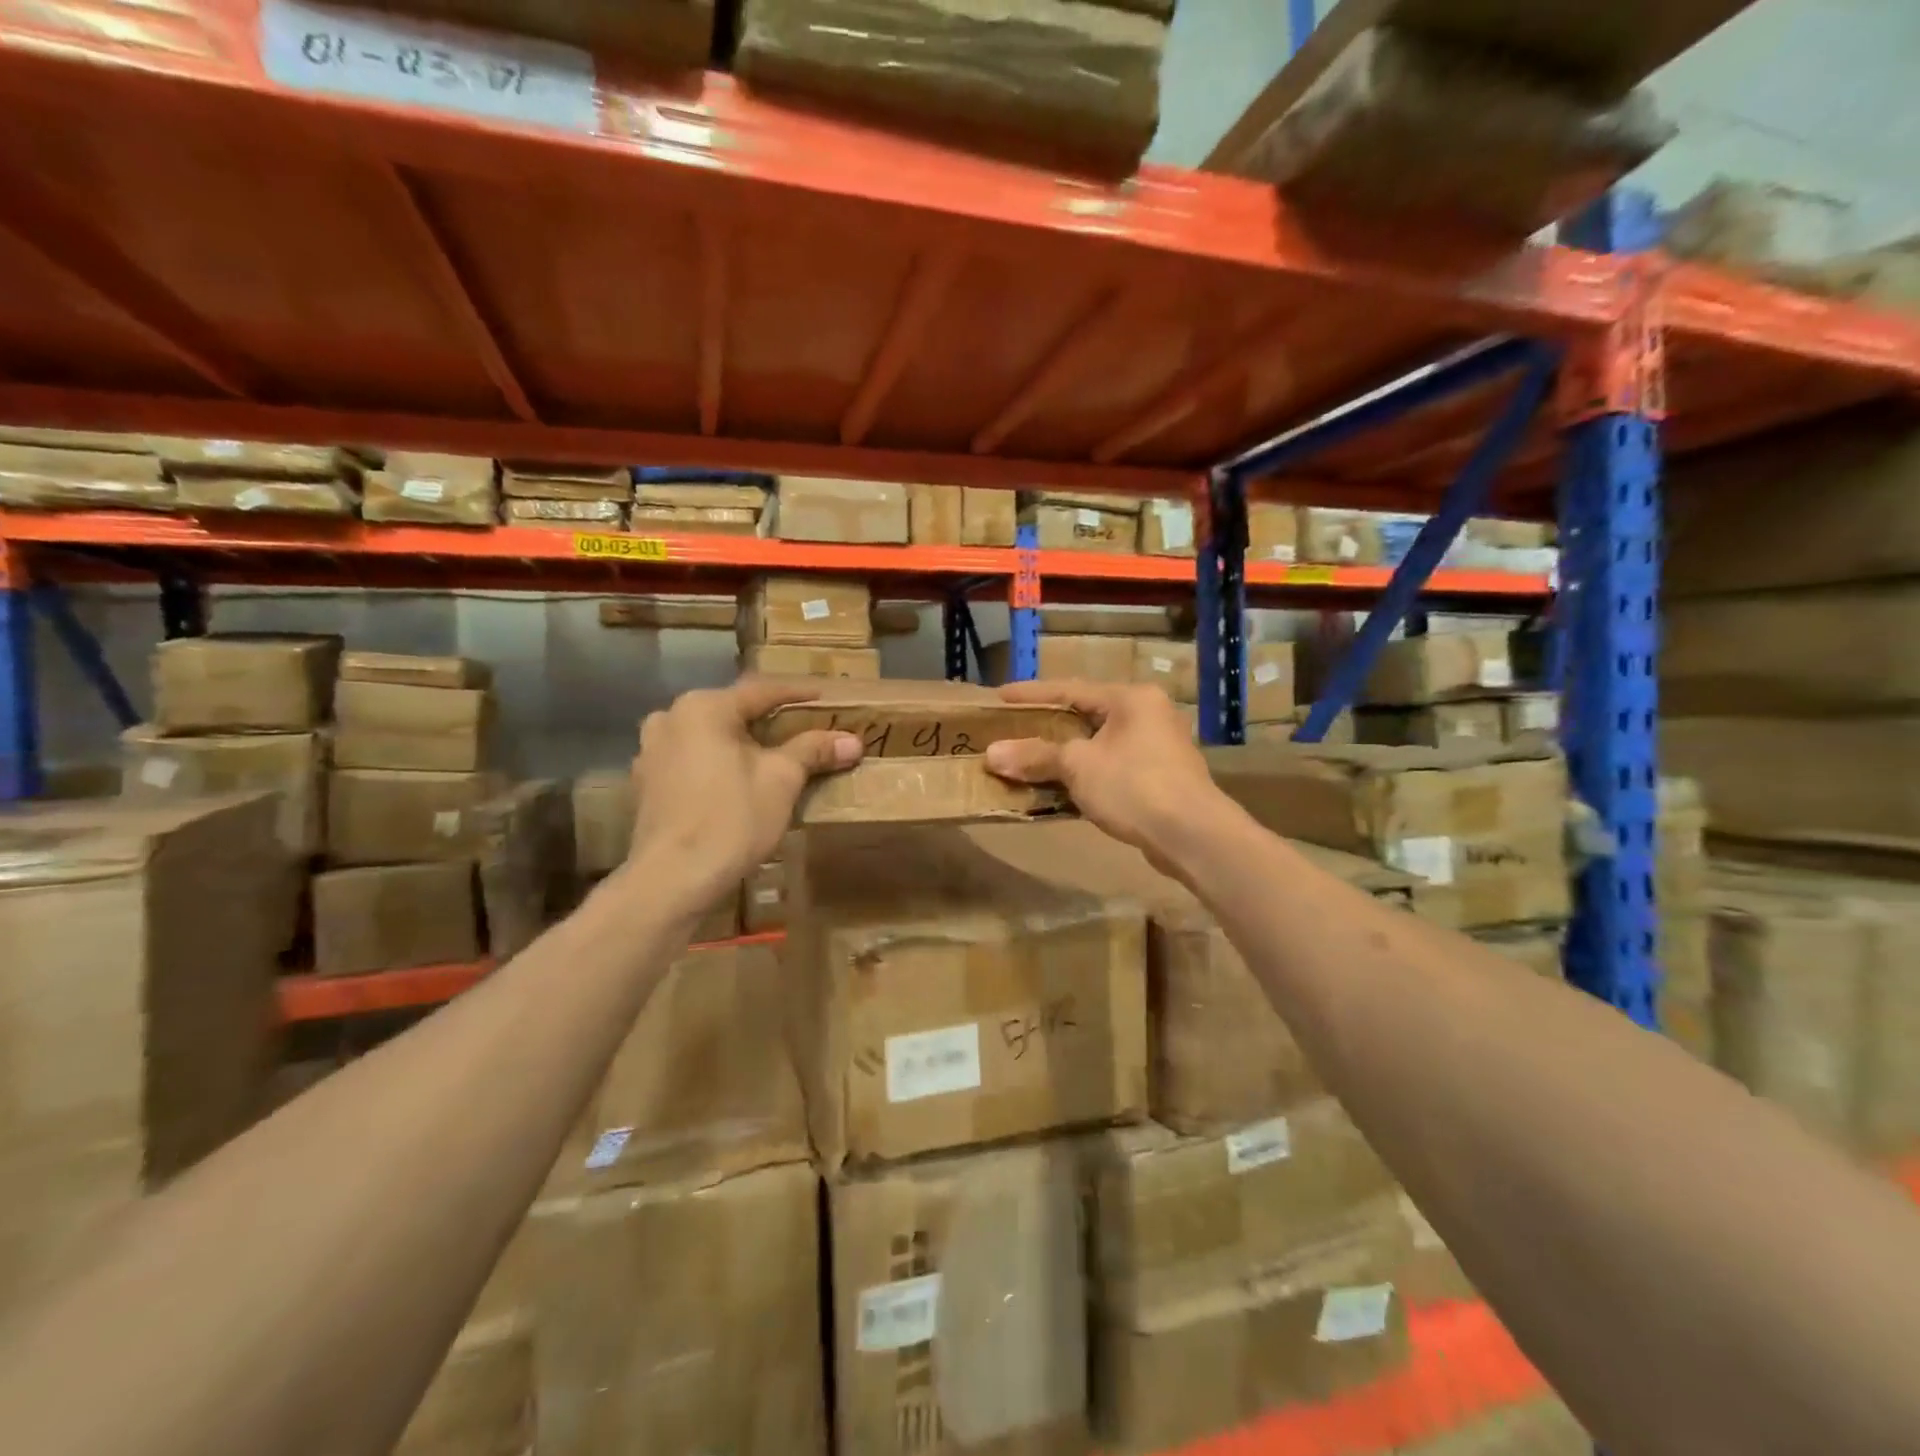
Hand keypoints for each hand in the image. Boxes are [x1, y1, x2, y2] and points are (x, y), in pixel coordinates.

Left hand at [626, 679, 861, 911]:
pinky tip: (736, 784)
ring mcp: (651, 753)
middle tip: (802, 730)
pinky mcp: (646, 785)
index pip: (761, 691)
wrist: (672, 880)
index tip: (824, 698)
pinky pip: (691, 762)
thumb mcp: (782, 780)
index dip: (798, 695)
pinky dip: (717, 765)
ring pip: (708, 738)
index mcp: (703, 708)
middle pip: (732, 713)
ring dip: (741, 744)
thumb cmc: (732, 819)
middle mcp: (670, 719)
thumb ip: (814, 751)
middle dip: (768, 722)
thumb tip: (853, 740)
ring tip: (771, 757)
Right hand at [983, 681, 1227, 880]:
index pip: (1071, 689)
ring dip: (1065, 755)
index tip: (1000, 696)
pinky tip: (1062, 788)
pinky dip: (1085, 774)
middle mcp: (1149, 714)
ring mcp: (1158, 747)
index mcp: (1131, 698)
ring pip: (1099, 744)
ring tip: (1030, 760)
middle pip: (1086, 716)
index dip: (1032, 694)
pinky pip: (1112, 767)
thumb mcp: (1078, 767)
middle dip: (1048, 727)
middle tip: (1012, 729)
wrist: (1193, 835)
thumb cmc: (1134, 786)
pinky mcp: (1161, 778)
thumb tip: (992, 754)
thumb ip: (1035, 756)